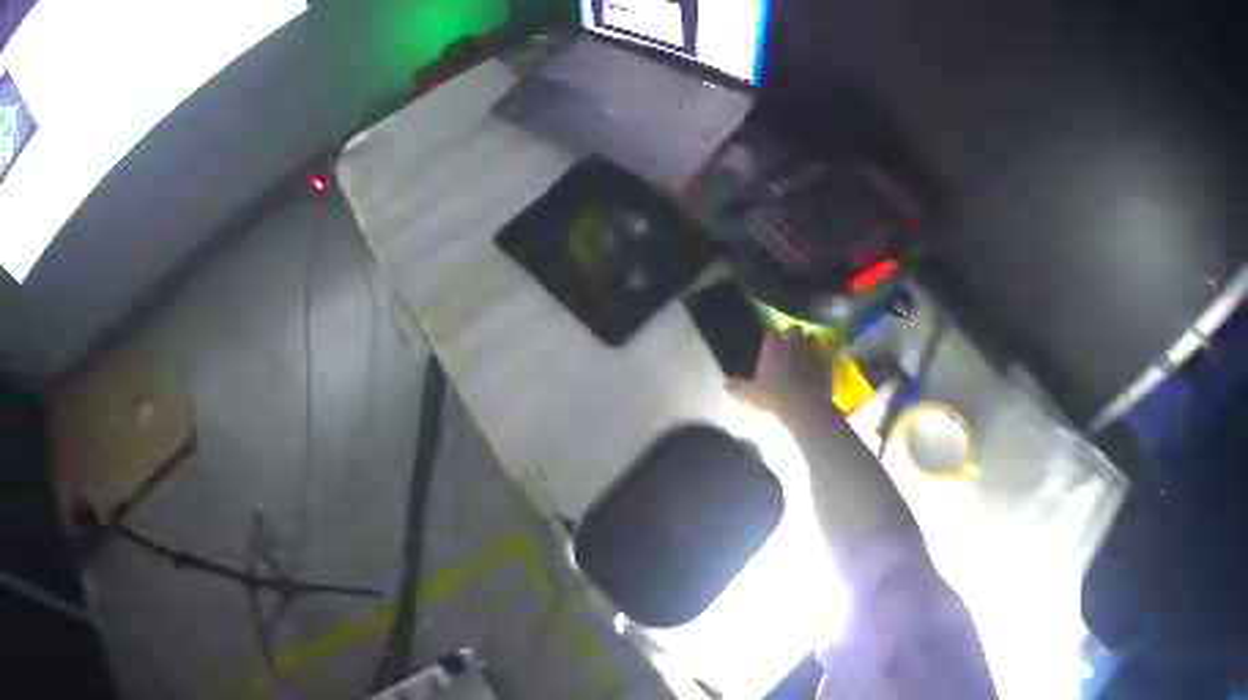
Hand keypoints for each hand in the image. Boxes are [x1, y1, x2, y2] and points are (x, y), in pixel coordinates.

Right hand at [728, 330, 831, 413]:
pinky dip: (825, 357)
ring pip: (812, 338)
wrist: (804, 404)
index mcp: (773, 346)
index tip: (770, 346)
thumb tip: (726, 383)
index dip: (771, 339)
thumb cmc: (773, 396)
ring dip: (809, 344)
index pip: (771, 334)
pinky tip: (822, 364)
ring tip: (806, 354)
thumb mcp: (750, 395)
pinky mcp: (827, 362)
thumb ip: (738, 387)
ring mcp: (812, 351)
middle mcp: (793, 343)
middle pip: (794, 329)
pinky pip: (827, 353)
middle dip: (793, 335)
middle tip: (790, 347)